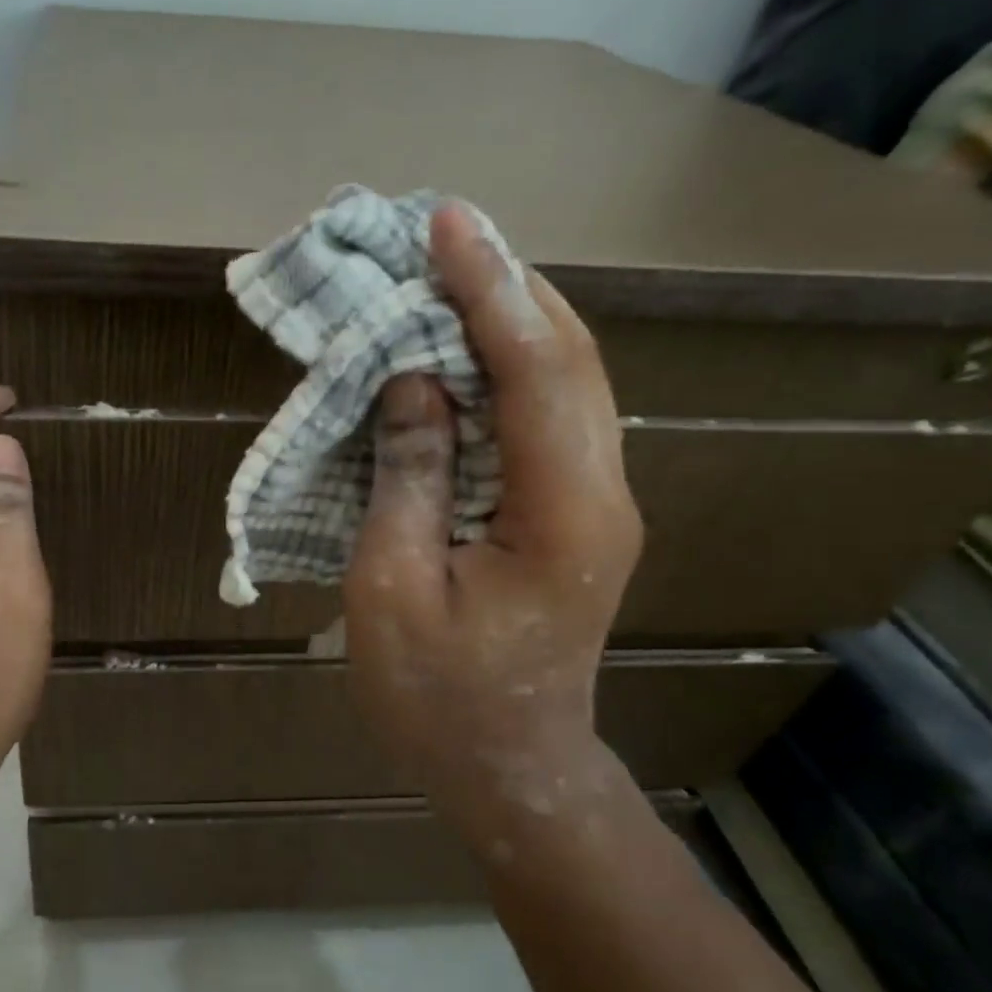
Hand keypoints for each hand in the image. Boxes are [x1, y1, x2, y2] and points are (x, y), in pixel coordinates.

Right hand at [344, 205, 642, 833]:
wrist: (509, 769)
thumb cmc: (438, 698)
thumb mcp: (393, 591)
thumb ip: (406, 480)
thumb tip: (412, 381)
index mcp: (560, 512)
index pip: (535, 370)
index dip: (488, 288)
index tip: (444, 223)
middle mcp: (599, 491)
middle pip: (568, 357)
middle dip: (506, 282)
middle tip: (441, 229)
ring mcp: (594, 499)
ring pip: (564, 378)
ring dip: (510, 314)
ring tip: (449, 267)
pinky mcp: (572, 510)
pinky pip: (545, 413)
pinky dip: (506, 363)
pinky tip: (462, 345)